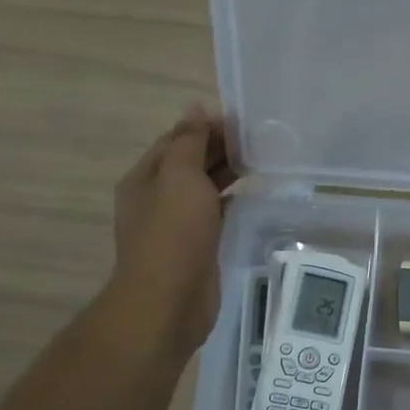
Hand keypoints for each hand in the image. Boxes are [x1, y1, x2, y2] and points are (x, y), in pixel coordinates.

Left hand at [100, 105, 237, 359]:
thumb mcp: (180, 178)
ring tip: (262, 163)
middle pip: (190, 163)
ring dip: (228, 175)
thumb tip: (195, 107)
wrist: (169, 301)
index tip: (242, 122)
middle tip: (259, 141)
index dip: (206, 127)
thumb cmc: (173, 235)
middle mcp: (158, 198)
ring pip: (204, 190)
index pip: (177, 140)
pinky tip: (253, 197)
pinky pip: (215, 215)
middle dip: (219, 149)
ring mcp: (177, 225)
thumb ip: (189, 142)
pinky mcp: (197, 247)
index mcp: (146, 177)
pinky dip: (232, 202)